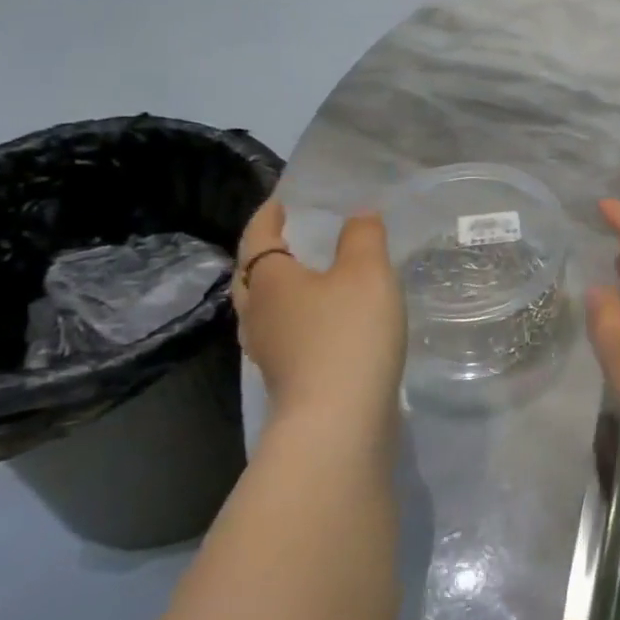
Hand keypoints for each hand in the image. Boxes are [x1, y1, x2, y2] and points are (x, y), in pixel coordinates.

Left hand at [231, 200, 406, 429]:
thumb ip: (364, 236)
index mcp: (269, 280)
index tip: (280, 202)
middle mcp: (258, 313)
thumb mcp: (367, 271)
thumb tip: (358, 215)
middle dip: (266, 254)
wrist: (339, 418)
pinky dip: (298, 317)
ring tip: (309, 276)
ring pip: (265, 308)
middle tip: (288, 237)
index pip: (259, 238)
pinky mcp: (288, 376)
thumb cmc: (348, 332)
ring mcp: (269, 350)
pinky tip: (324, 321)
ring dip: (281, 288)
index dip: (268, 217)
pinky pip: (285, 333)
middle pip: (252, 276)